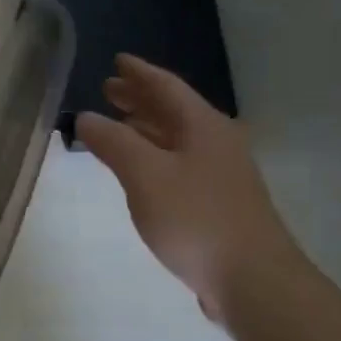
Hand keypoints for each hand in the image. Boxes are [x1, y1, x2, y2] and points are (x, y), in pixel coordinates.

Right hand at [75, 55, 300, 316]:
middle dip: (140, 99)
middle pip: (173, 111)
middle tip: (109, 90)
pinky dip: (154, 156)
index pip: (166, 87)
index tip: (117, 60)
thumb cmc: (196, 219)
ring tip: (117, 125)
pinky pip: (178, 165)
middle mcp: (216, 144)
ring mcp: (220, 175)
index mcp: (203, 127)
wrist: (253, 280)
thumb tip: (86, 116)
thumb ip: (113, 142)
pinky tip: (140, 171)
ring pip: (176, 139)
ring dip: (146, 128)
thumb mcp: (145, 175)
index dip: (139, 73)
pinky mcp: (218, 204)